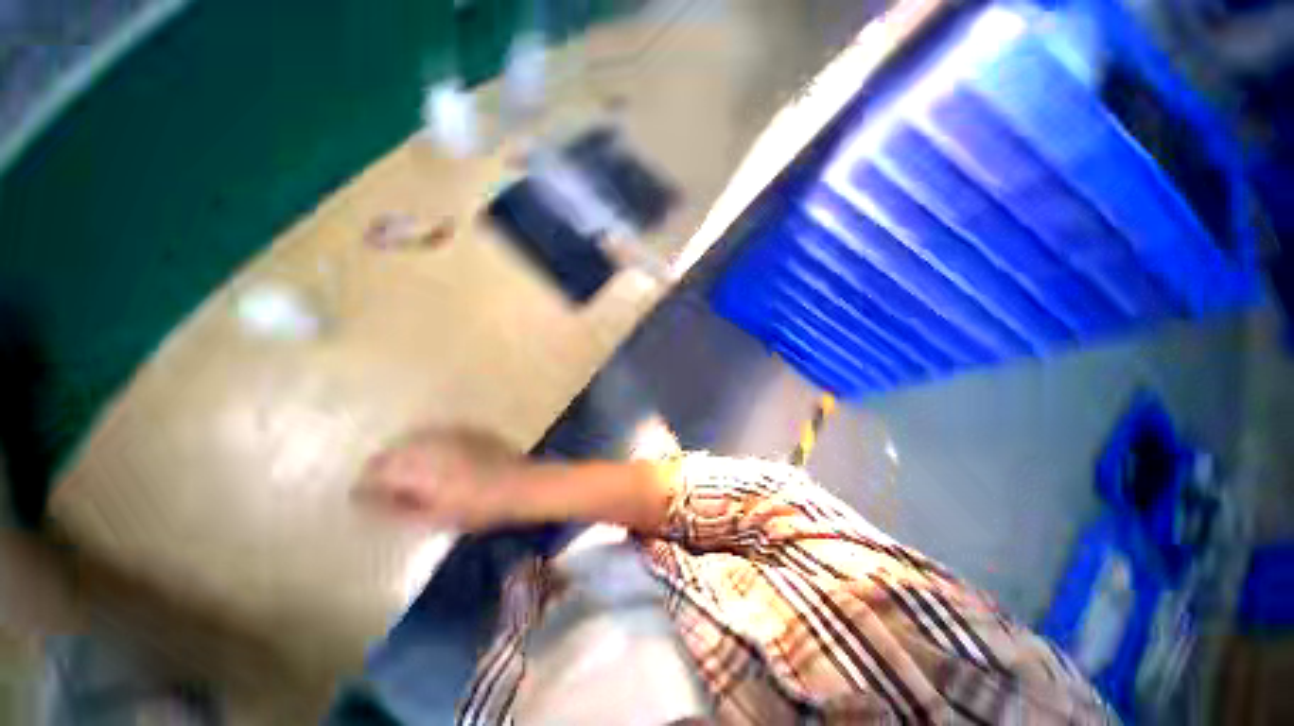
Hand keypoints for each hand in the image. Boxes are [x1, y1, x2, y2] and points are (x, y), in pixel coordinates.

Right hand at [356, 426, 521, 529]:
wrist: (518, 484)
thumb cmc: (476, 507)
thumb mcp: (431, 517)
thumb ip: (395, 509)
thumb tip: (367, 502)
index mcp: (414, 468)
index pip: (374, 473)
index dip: (364, 487)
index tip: (363, 498)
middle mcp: (427, 444)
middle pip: (391, 453)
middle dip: (382, 469)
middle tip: (386, 488)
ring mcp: (448, 432)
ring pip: (412, 440)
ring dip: (404, 455)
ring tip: (411, 473)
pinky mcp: (466, 428)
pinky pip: (436, 434)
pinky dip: (428, 445)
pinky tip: (437, 458)